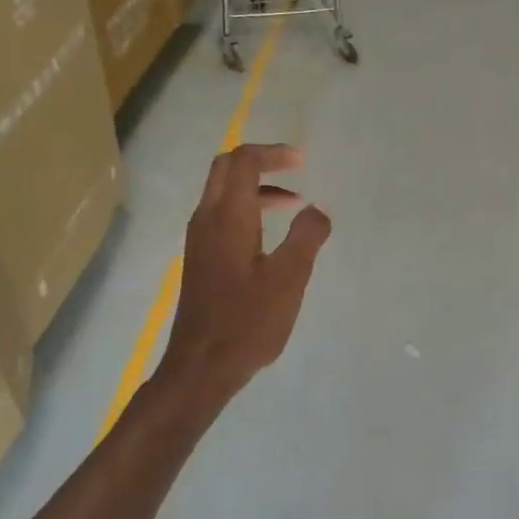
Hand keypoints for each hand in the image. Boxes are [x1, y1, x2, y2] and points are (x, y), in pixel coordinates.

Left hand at [159, 143, 330, 404]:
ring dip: (256, 188)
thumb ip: (307, 237)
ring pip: (223, 193)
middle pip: (226, 169)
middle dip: (261, 162)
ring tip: (294, 205)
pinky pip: (221, 216)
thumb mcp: (289, 278)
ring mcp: (200, 240)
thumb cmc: (248, 320)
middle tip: (294, 169)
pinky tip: (271, 237)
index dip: (273, 153)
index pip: (243, 161)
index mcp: (228, 216)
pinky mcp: (201, 259)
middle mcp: (207, 219)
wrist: (203, 364)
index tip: (303, 161)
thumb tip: (318, 209)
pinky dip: (248, 209)